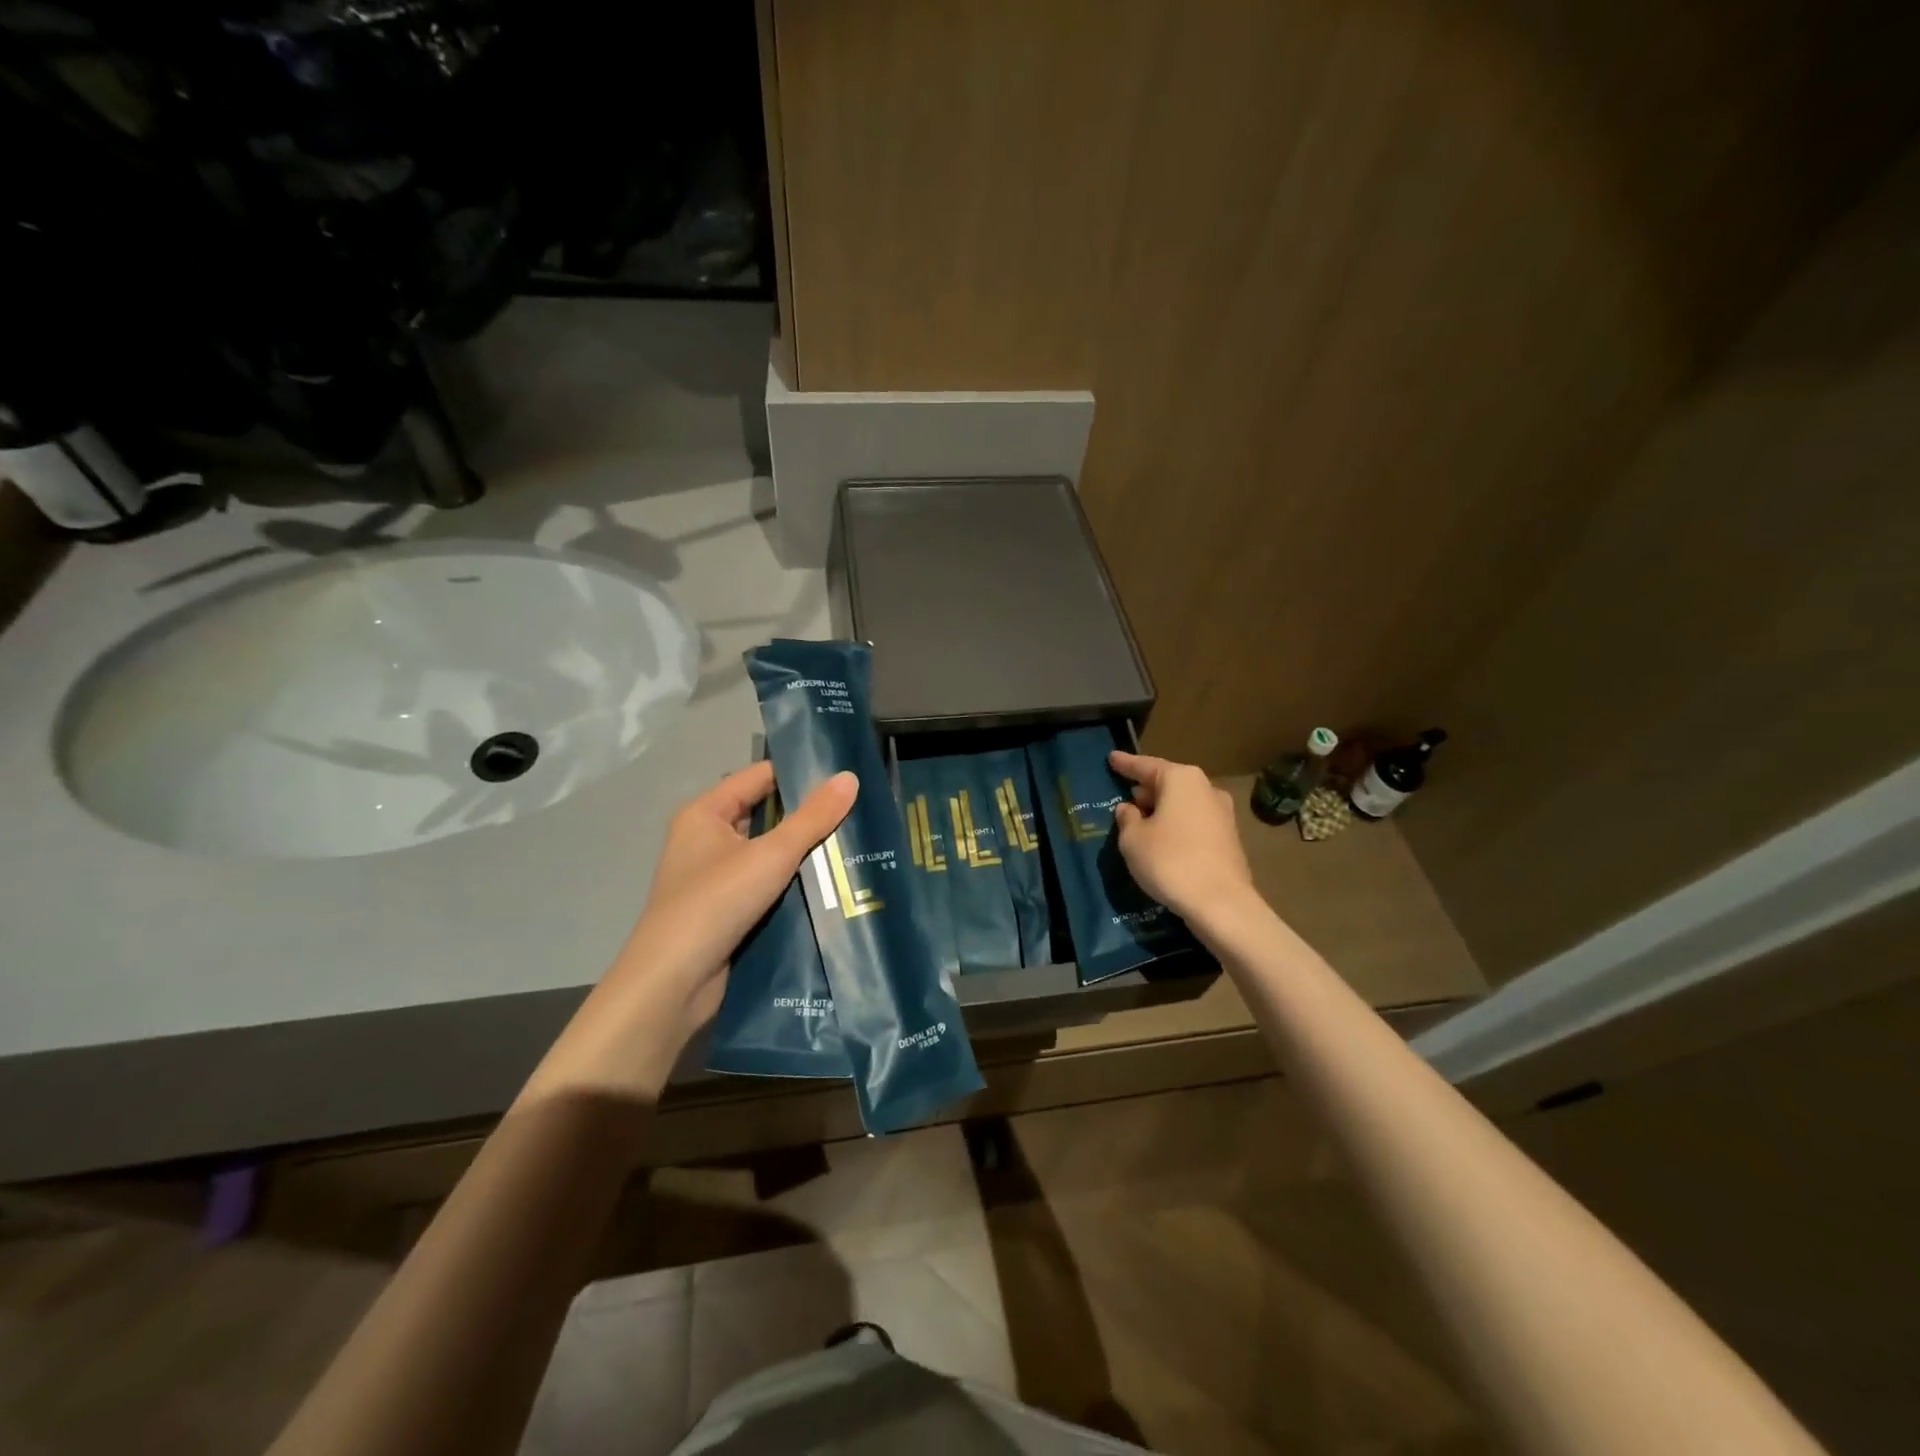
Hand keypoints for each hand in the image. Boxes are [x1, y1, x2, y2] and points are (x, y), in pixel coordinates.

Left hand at [525, 762, 856, 1105]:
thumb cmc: (715, 903)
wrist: (672, 985)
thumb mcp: (771, 855)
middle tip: (860, 810)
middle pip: (766, 815)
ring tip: (857, 844)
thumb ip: (813, 818)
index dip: (799, 773)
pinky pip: (767, 885)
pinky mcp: (727, 911)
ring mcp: (716, 878)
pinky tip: (833, 885)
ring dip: (805, 853)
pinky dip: (794, 883)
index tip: (845, 775)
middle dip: (808, 816)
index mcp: (705, 814)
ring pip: (769, 853)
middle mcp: (706, 839)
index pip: (759, 777)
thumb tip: (850, 777)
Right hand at [1109, 750, 1255, 926]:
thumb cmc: (1170, 861)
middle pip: (1168, 783)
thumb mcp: (1132, 839)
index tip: (1111, 758)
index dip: (1125, 764)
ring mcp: (1222, 814)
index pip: (1145, 766)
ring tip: (1141, 823)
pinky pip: (1193, 823)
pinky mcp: (1229, 839)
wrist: (1222, 904)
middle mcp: (1205, 789)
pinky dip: (1176, 827)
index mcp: (1181, 779)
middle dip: (1146, 790)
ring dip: (1162, 811)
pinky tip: (1163, 842)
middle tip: (1124, 798)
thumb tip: (1130, 809)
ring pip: (1182, 804)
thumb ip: (1127, 818)